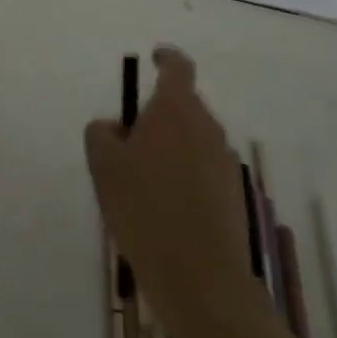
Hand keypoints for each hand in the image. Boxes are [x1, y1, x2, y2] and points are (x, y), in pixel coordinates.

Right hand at [84, 46, 261, 337]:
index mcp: (176, 109)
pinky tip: (163, 208)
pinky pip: (203, 169)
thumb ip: (101, 133)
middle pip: (183, 105)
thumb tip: (115, 127)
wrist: (201, 280)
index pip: (177, 66)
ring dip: (170, 147)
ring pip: (193, 139)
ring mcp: (225, 162)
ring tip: (141, 181)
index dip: (165, 57)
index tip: (153, 59)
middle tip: (127, 141)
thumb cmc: (145, 208)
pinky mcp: (234, 195)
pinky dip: (184, 175)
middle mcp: (207, 127)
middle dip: (157, 114)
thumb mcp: (103, 165)